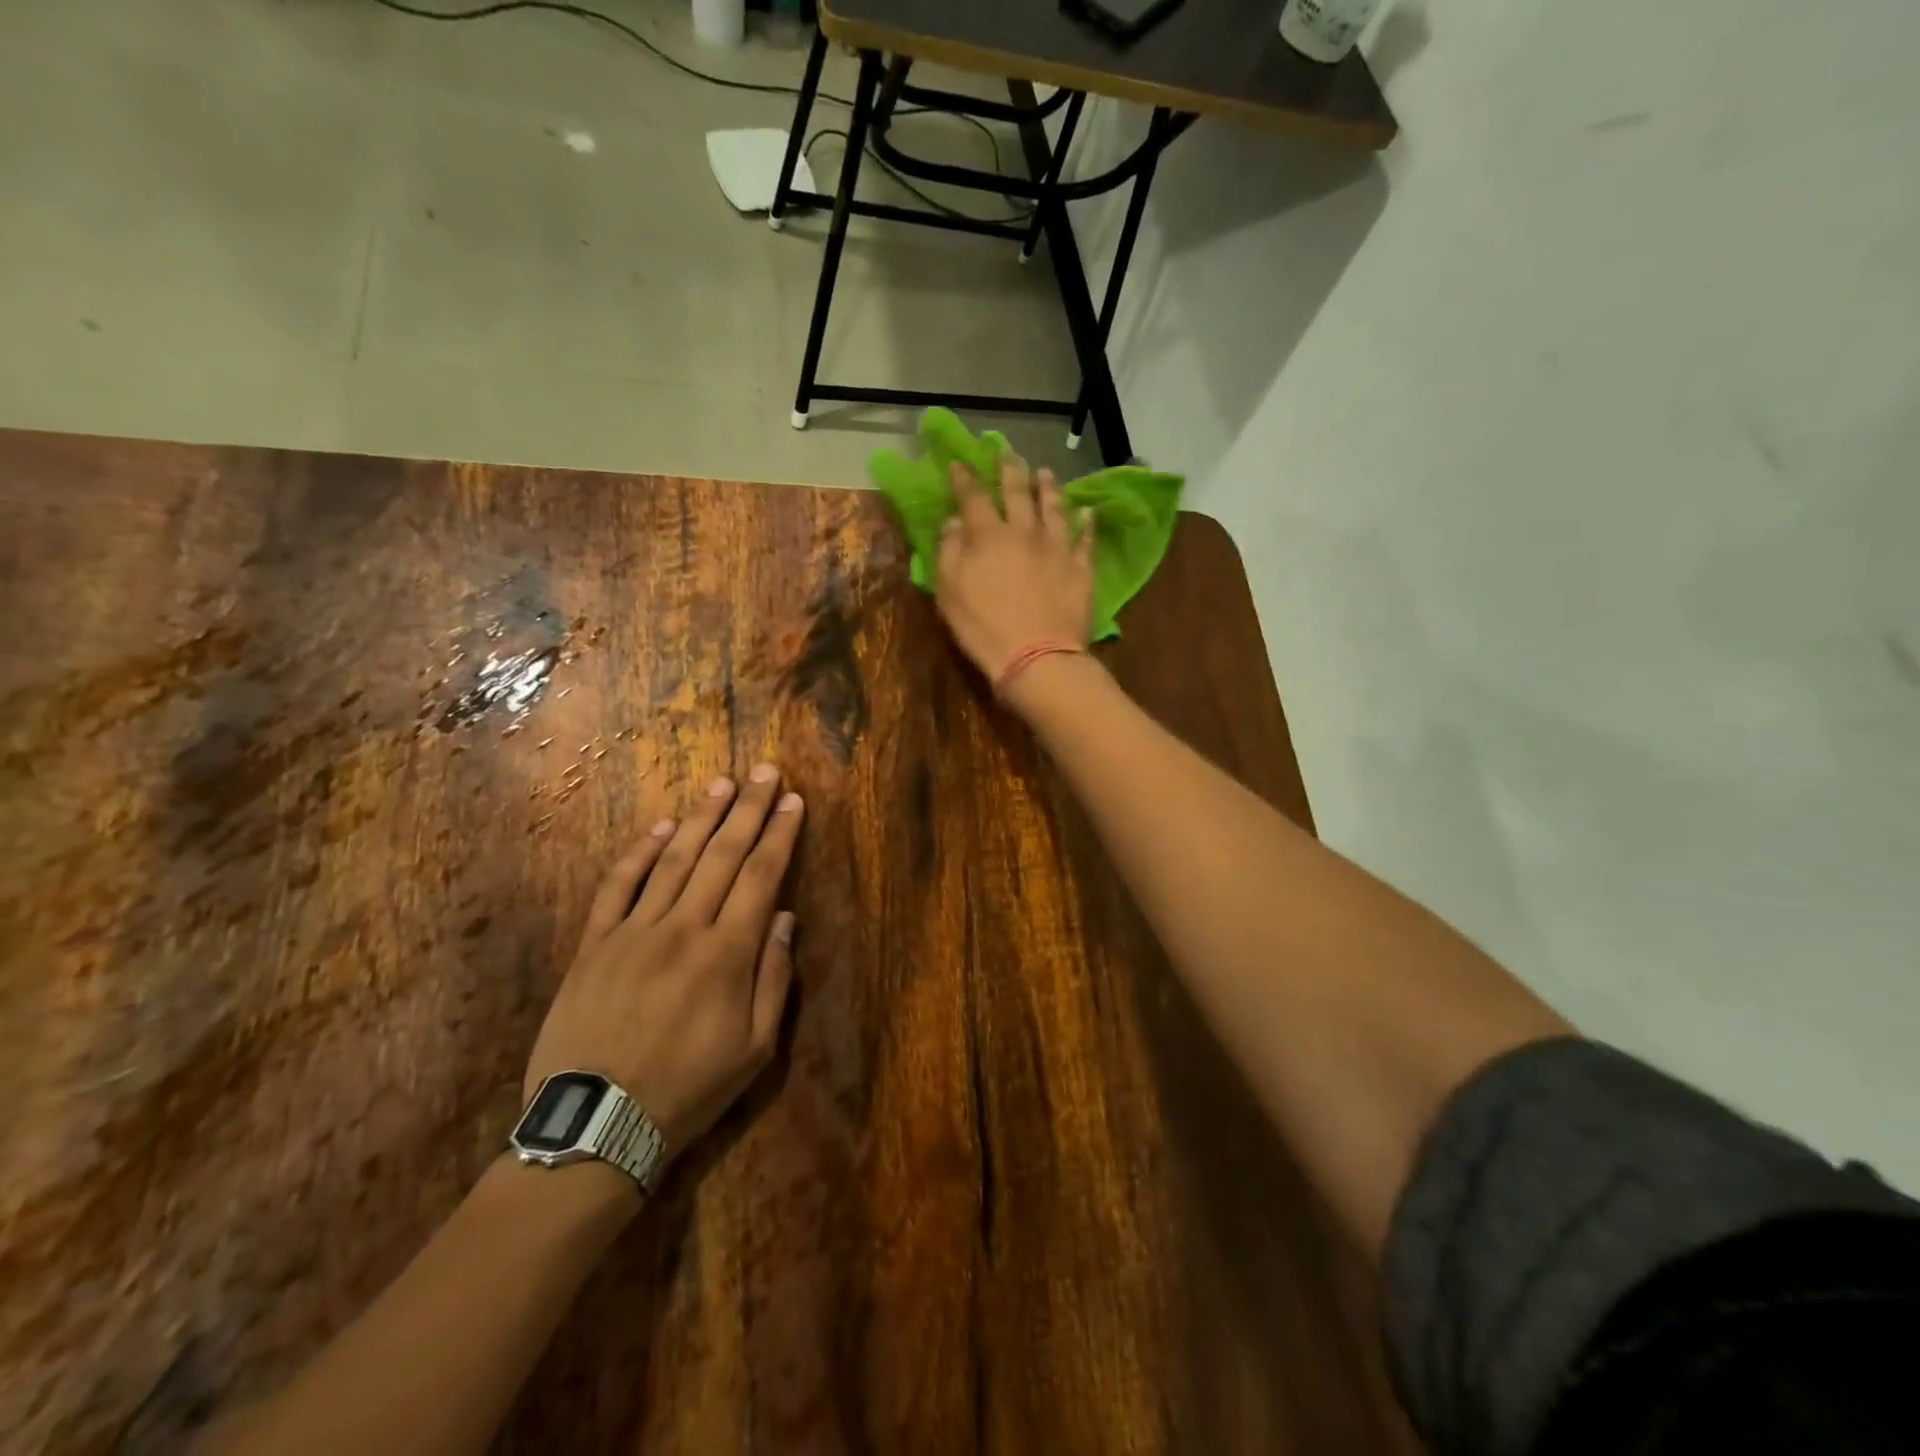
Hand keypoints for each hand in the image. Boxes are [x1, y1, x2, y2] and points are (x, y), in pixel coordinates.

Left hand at [522, 766, 804, 1169]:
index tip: (794, 801)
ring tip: (723, 783)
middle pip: (722, 855)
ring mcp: (634, 932)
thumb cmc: (689, 1090)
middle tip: (766, 772)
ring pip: (674, 860)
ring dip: (701, 817)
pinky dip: (639, 854)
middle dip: (749, 810)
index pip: (761, 877)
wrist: (595, 1127)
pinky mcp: (594, 944)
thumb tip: (783, 918)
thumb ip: (773, 979)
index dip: (780, 835)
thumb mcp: (755, 1050)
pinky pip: (618, 887)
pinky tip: (660, 827)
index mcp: (727, 954)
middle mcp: (683, 929)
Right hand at [935, 455, 1093, 684]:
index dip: (965, 478)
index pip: (973, 497)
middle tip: (1008, 453)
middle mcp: (1025, 532)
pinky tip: (1088, 511)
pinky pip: (1085, 539)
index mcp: (988, 536)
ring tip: (1045, 473)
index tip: (959, 463)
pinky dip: (1086, 523)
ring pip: (1054, 507)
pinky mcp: (1081, 568)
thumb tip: (954, 521)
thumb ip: (949, 552)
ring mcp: (1057, 548)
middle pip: (1018, 492)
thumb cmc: (984, 628)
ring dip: (1048, 487)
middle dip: (1010, 470)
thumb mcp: (950, 592)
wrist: (1037, 656)